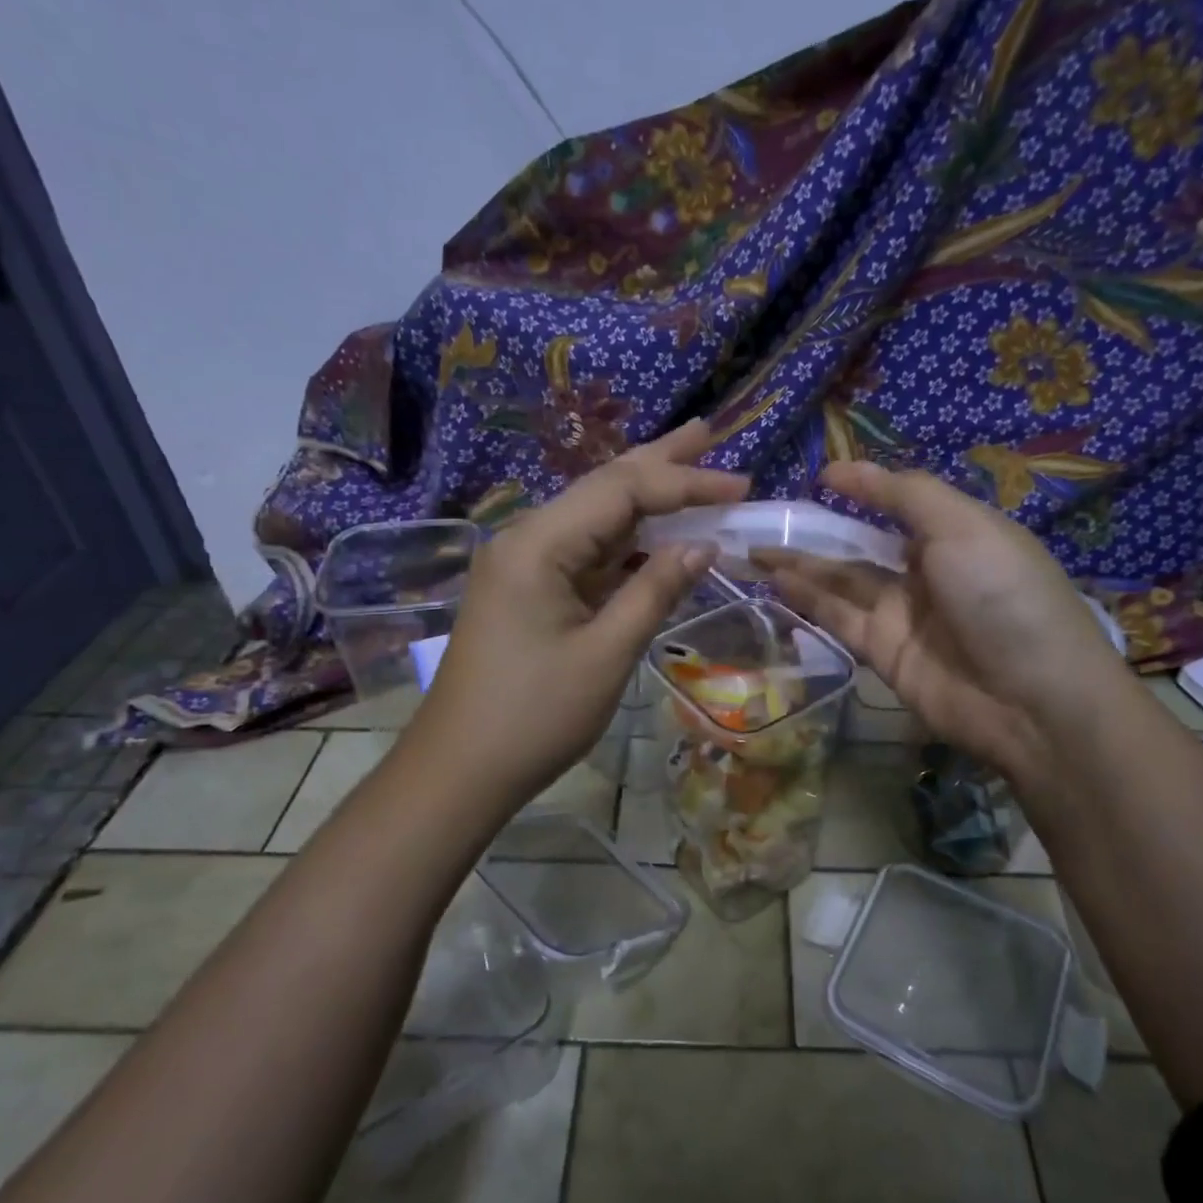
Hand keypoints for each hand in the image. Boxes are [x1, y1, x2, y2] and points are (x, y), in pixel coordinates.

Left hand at [409, 420, 747, 808]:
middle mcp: (527, 539)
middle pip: (603, 487)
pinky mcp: (530, 591)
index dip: (685, 483)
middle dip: (659, 462)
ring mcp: (525, 565)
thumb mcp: (607, 654)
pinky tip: (657, 535)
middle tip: (709, 432)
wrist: (461, 770)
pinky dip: (628, 544)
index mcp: (539, 544)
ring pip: (596, 518)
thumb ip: (655, 591)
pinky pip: (587, 553)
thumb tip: (702, 544)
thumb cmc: (535, 716)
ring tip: (692, 469)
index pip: (622, 490)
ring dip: (646, 500)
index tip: (741, 488)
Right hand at [756, 461, 1124, 776]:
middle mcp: (926, 571)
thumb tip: (846, 470)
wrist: (1031, 699)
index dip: (862, 488)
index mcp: (956, 534)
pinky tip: (776, 581)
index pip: (899, 503)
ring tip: (755, 550)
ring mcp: (903, 614)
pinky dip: (808, 600)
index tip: (819, 477)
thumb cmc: (1002, 595)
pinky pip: (839, 618)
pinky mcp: (883, 652)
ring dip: (801, 566)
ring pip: (842, 582)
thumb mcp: (963, 526)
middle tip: (767, 519)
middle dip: (817, 532)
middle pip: (862, 545)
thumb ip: (904, 495)